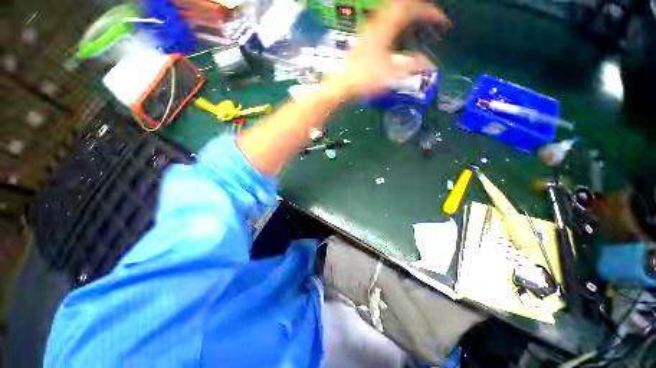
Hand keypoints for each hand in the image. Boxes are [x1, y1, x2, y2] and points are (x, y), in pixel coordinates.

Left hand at [327, 0, 450, 98]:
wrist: (342, 85)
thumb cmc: (365, 79)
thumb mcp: (391, 73)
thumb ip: (412, 66)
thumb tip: (431, 64)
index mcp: (386, 27)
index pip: (412, 9)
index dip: (430, 12)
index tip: (442, 21)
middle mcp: (377, 24)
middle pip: (401, 6)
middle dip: (418, 9)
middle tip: (430, 18)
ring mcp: (369, 31)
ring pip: (391, 14)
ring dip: (406, 15)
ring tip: (417, 24)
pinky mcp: (365, 40)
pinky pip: (384, 24)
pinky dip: (395, 25)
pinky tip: (397, 35)